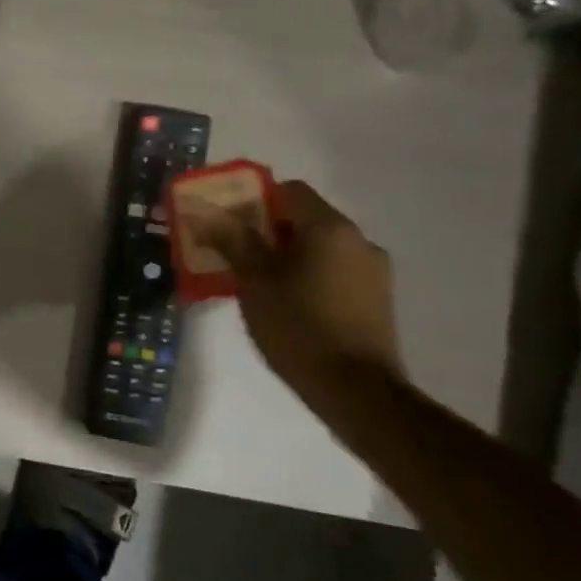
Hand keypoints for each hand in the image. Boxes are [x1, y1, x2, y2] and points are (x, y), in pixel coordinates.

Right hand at [187, 180, 404, 400]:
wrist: (356, 389)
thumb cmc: (298, 326)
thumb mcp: (253, 281)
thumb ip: (231, 240)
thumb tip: (205, 211)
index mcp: (329, 228)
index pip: (289, 190)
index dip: (253, 200)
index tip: (227, 223)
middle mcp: (358, 240)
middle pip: (304, 218)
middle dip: (266, 230)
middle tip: (232, 253)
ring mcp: (373, 270)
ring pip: (319, 246)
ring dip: (286, 254)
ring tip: (255, 282)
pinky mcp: (375, 298)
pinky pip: (333, 270)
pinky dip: (307, 274)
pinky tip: (286, 302)